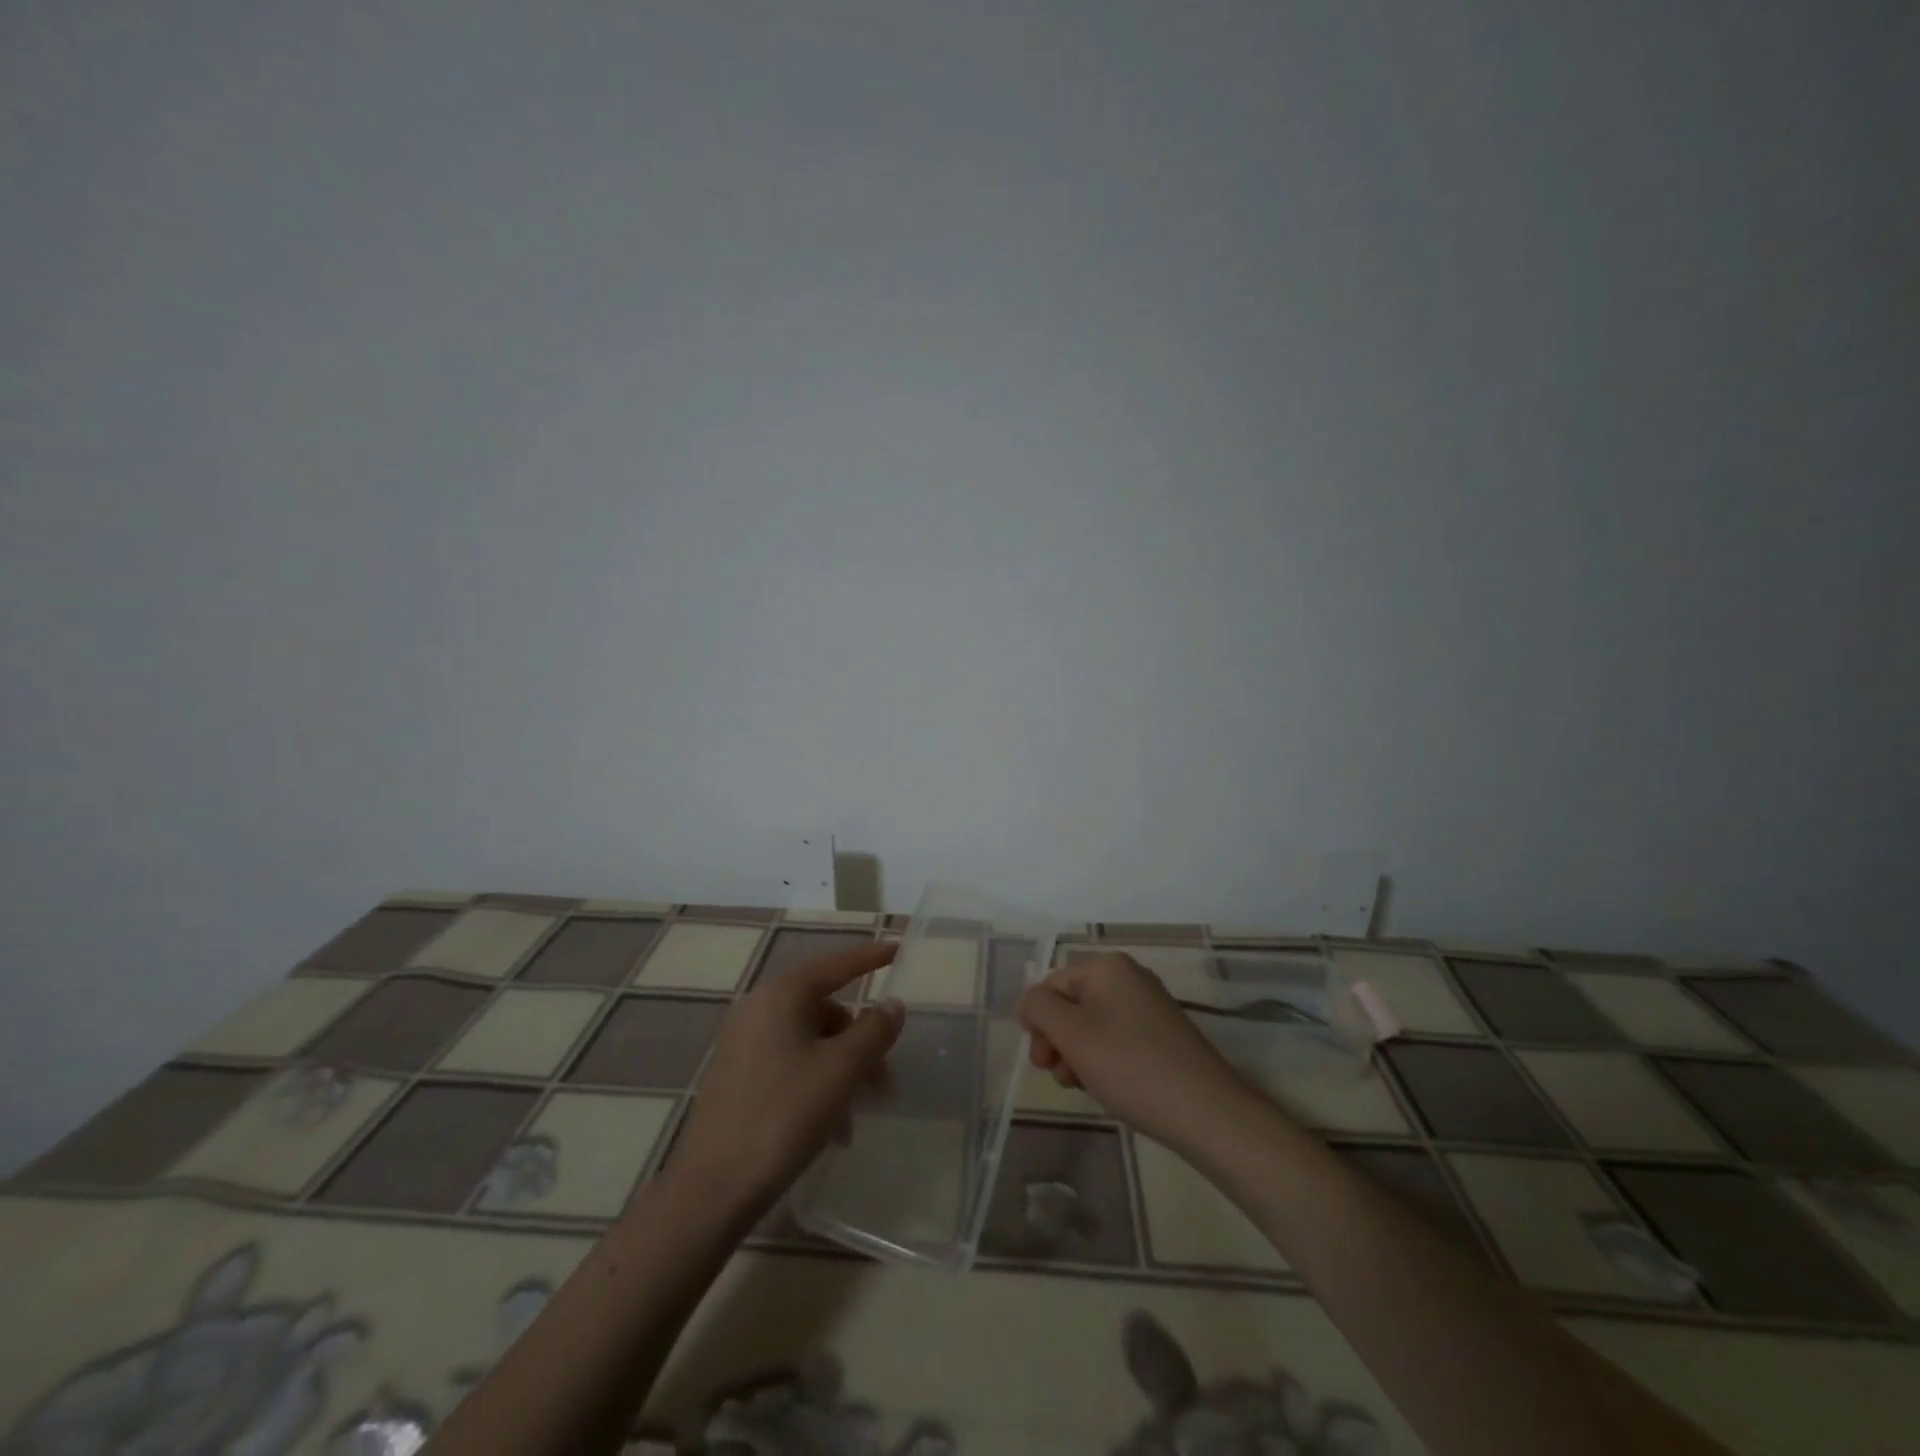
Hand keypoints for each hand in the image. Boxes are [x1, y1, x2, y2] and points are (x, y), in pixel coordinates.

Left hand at [670, 941, 903, 1212]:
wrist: (713, 1189)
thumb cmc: (784, 1115)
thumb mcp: (841, 1071)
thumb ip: (874, 1031)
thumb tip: (892, 1004)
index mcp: (781, 996)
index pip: (835, 965)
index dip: (869, 957)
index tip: (898, 949)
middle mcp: (758, 1009)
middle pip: (825, 1011)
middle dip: (860, 1043)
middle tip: (884, 1082)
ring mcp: (743, 1043)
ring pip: (810, 1042)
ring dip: (841, 1073)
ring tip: (855, 1120)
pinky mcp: (737, 1076)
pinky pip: (790, 1063)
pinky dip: (817, 1084)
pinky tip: (830, 1128)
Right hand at [1018, 952, 1249, 1151]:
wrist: (1206, 1112)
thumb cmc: (1130, 1066)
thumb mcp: (1071, 1034)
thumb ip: (1039, 1007)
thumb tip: (1030, 1001)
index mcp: (1107, 966)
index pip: (1051, 985)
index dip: (1039, 1023)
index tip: (1043, 1063)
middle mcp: (1129, 977)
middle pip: (1072, 1004)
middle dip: (1058, 1041)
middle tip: (1061, 1078)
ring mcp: (1149, 1006)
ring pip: (1092, 1026)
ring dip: (1078, 1055)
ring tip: (1085, 1087)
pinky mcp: (1162, 1035)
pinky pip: (1117, 1039)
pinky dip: (1104, 1061)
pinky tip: (1109, 1088)